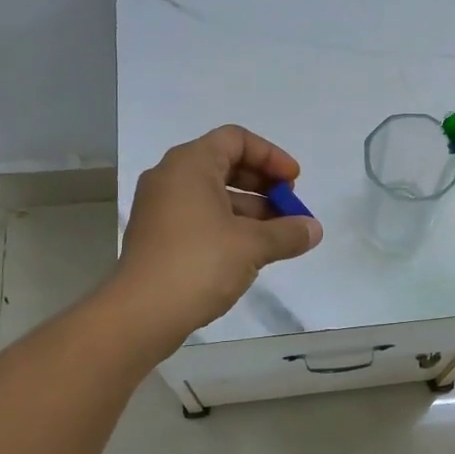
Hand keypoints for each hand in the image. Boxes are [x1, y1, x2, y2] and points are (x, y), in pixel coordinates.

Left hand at [115, 125, 323, 340]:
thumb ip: (288, 233)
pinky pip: (199, 216)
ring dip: (249, 209)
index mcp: (190, 164)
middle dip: (263, 184)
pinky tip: (250, 252)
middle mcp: (170, 177)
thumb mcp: (252, 246)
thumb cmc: (198, 264)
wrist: (140, 314)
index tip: (293, 183)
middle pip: (224, 164)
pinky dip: (228, 225)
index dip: (271, 156)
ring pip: (213, 194)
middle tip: (288, 207)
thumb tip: (314, 230)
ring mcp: (160, 207)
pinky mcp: (157, 235)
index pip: (236, 139)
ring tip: (278, 236)